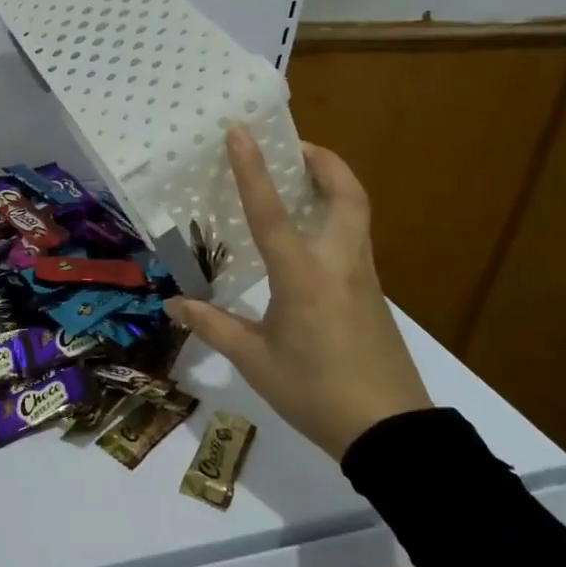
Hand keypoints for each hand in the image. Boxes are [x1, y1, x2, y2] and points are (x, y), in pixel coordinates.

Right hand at [164, 127, 431, 459]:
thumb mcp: (255, 361)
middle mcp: (339, 264)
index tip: (240, 131)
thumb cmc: (316, 393)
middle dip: (323, 161)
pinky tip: (309, 238)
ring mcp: (364, 278)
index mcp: (303, 276)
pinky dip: (335, 217)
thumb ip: (213, 326)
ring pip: (357, 213)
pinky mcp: (374, 295)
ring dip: (332, 185)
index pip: (272, 212)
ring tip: (299, 180)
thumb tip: (173, 303)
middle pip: (346, 194)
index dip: (253, 169)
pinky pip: (355, 239)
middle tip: (293, 146)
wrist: (392, 435)